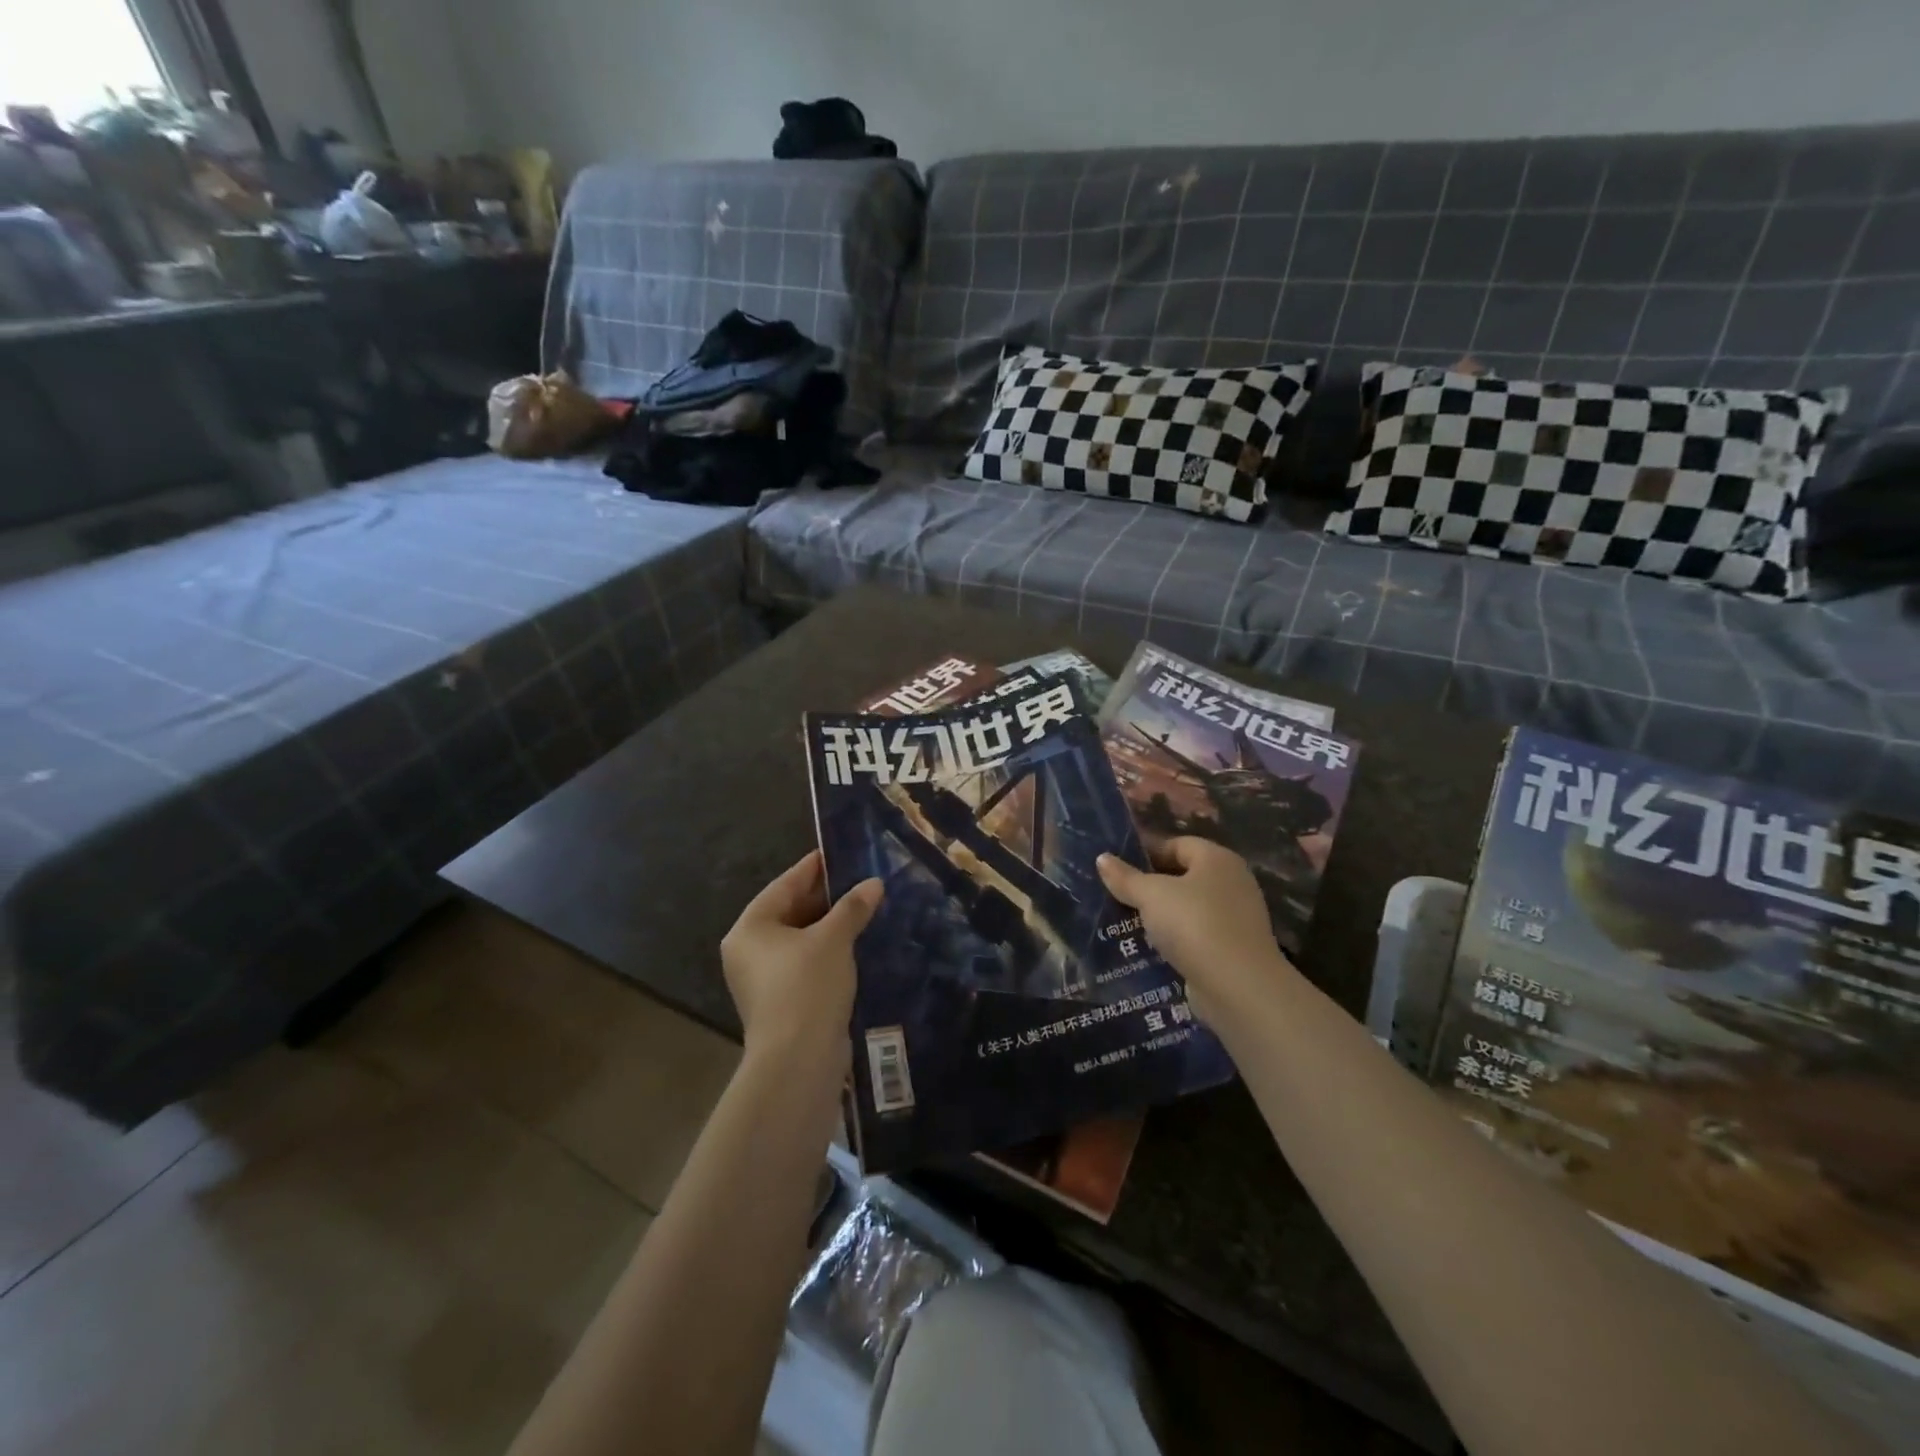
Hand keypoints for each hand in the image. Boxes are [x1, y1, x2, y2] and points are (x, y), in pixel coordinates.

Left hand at [721, 851, 882, 1066]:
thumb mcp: (833, 939)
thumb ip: (852, 907)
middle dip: (825, 897)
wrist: (798, 1060)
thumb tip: (874, 883)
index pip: (784, 885)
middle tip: (859, 879)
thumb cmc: (807, 986)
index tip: (838, 852)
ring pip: (800, 939)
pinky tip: (856, 943)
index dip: (813, 868)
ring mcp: (763, 978)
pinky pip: (805, 962)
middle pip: (790, 911)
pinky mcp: (781, 1000)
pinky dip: (828, 950)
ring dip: (830, 925)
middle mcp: (749, 950)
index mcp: (750, 928)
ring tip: (864, 907)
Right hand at [1097, 838, 1298, 1021]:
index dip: (1146, 851)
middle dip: (1149, 885)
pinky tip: (1148, 948)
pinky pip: (1195, 935)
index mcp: (1217, 859)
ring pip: (1187, 908)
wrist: (1239, 987)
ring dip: (1159, 914)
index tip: (1116, 866)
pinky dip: (1173, 939)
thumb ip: (1125, 877)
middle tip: (1115, 893)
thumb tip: (1102, 858)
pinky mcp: (1231, 949)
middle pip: (1183, 876)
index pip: (1177, 844)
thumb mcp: (1151, 895)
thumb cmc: (1194, 925)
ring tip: (1124, 921)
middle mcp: (1232, 883)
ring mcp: (1235, 918)